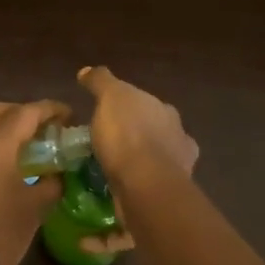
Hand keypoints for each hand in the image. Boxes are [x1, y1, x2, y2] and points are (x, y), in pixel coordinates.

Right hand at [77, 66, 198, 187]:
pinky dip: (139, 182)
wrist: (146, 185)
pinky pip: (150, 183)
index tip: (108, 115)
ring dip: (139, 160)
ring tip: (113, 167)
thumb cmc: (128, 135)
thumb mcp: (110, 97)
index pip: (144, 103)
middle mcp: (177, 134)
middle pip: (153, 129)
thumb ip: (101, 81)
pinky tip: (123, 186)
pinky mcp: (169, 193)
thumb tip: (87, 71)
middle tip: (109, 141)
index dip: (126, 108)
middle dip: (136, 134)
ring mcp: (178, 166)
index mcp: (164, 109)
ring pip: (155, 158)